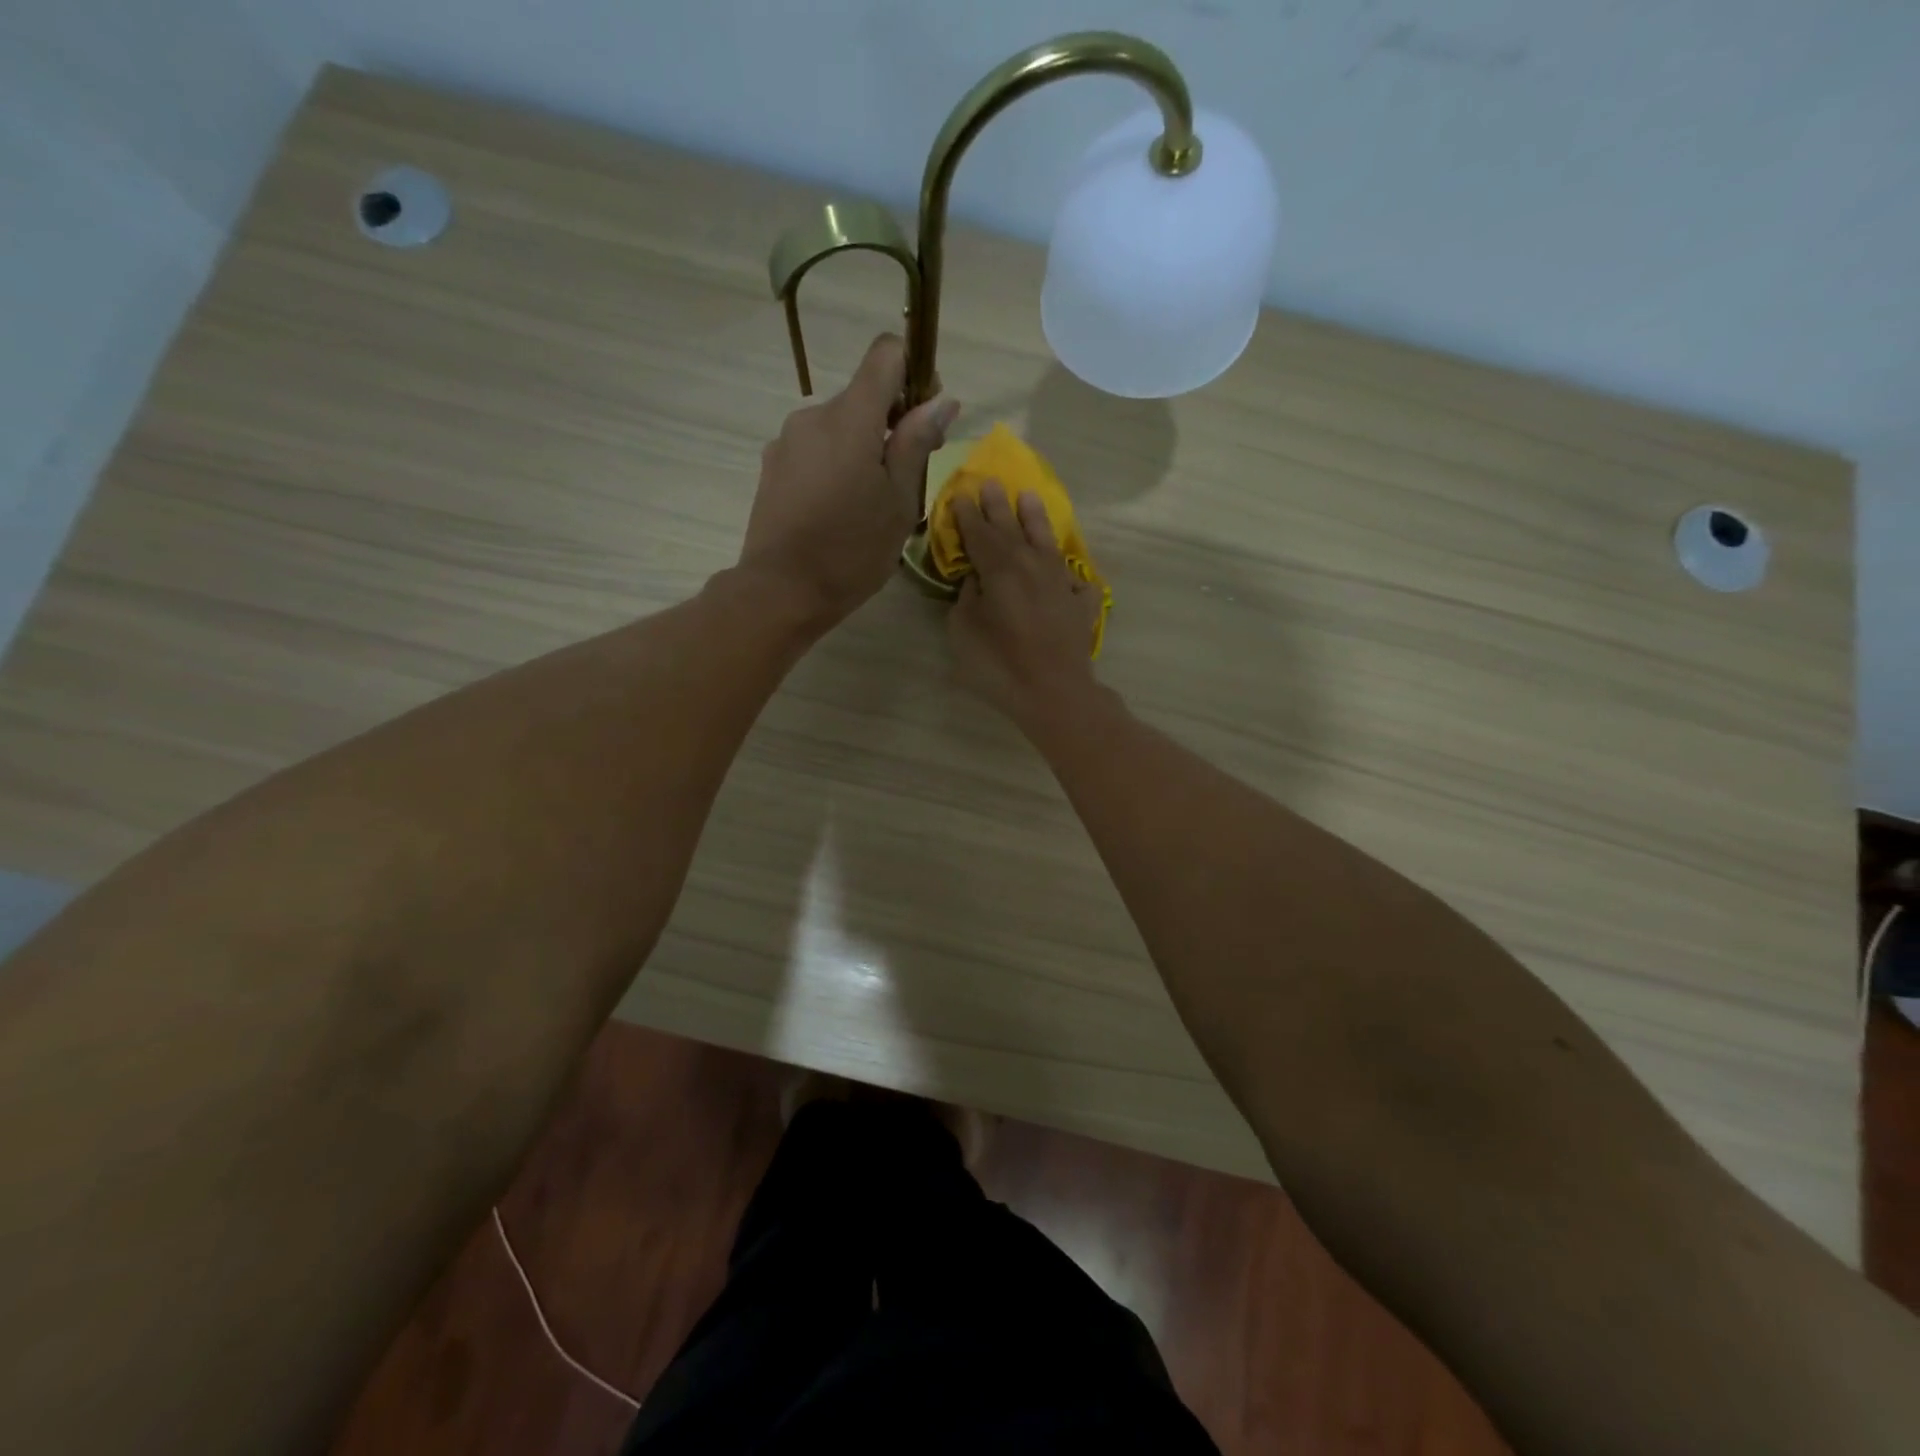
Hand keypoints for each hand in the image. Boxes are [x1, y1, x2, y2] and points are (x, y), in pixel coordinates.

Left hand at [739, 334, 958, 624]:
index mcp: (850, 417)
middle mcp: (813, 415)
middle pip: (863, 396)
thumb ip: (917, 444)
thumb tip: (942, 400)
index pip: (886, 353)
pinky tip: (839, 510)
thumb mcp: (899, 501)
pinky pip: (815, 450)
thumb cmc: (852, 550)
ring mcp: (787, 440)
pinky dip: (835, 465)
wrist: (782, 590)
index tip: (925, 416)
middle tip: (907, 477)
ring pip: (839, 427)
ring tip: (870, 502)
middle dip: (891, 423)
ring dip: (862, 448)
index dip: (914, 372)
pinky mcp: (773, 466)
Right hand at [949, 481, 1104, 727]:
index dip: (968, 515)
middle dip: (999, 506)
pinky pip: (1075, 582)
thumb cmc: (999, 663)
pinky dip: (1070, 575)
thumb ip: (968, 597)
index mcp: (999, 568)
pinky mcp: (1081, 604)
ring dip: (1036, 520)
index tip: (961, 495)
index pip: (979, 533)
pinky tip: (1068, 576)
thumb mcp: (964, 630)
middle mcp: (1032, 565)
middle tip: (991, 483)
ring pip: (1047, 542)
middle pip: (1012, 528)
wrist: (1054, 692)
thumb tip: (977, 579)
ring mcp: (1061, 582)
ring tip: (1030, 498)